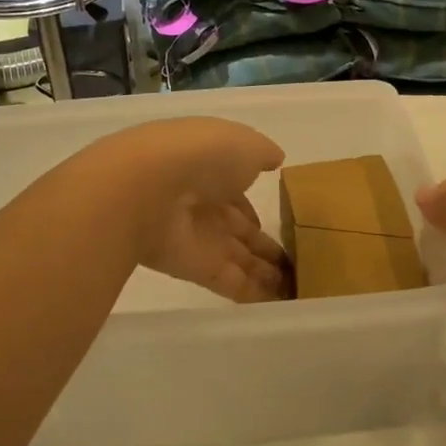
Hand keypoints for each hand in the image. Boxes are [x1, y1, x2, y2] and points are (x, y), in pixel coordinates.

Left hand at [88, 118, 288, 302]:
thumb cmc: (201, 154)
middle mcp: (204, 206)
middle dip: (263, 245)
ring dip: (265, 272)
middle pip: (239, 231)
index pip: (238, 195)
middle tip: (295, 263)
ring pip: (240, 259)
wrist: (150, 188)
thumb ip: (262, 154)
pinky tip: (281, 302)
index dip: (256, 209)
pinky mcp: (199, 270)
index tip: (280, 224)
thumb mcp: (244, 143)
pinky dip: (256, 294)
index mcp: (211, 170)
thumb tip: (275, 160)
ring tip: (295, 286)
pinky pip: (233, 284)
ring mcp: (201, 240)